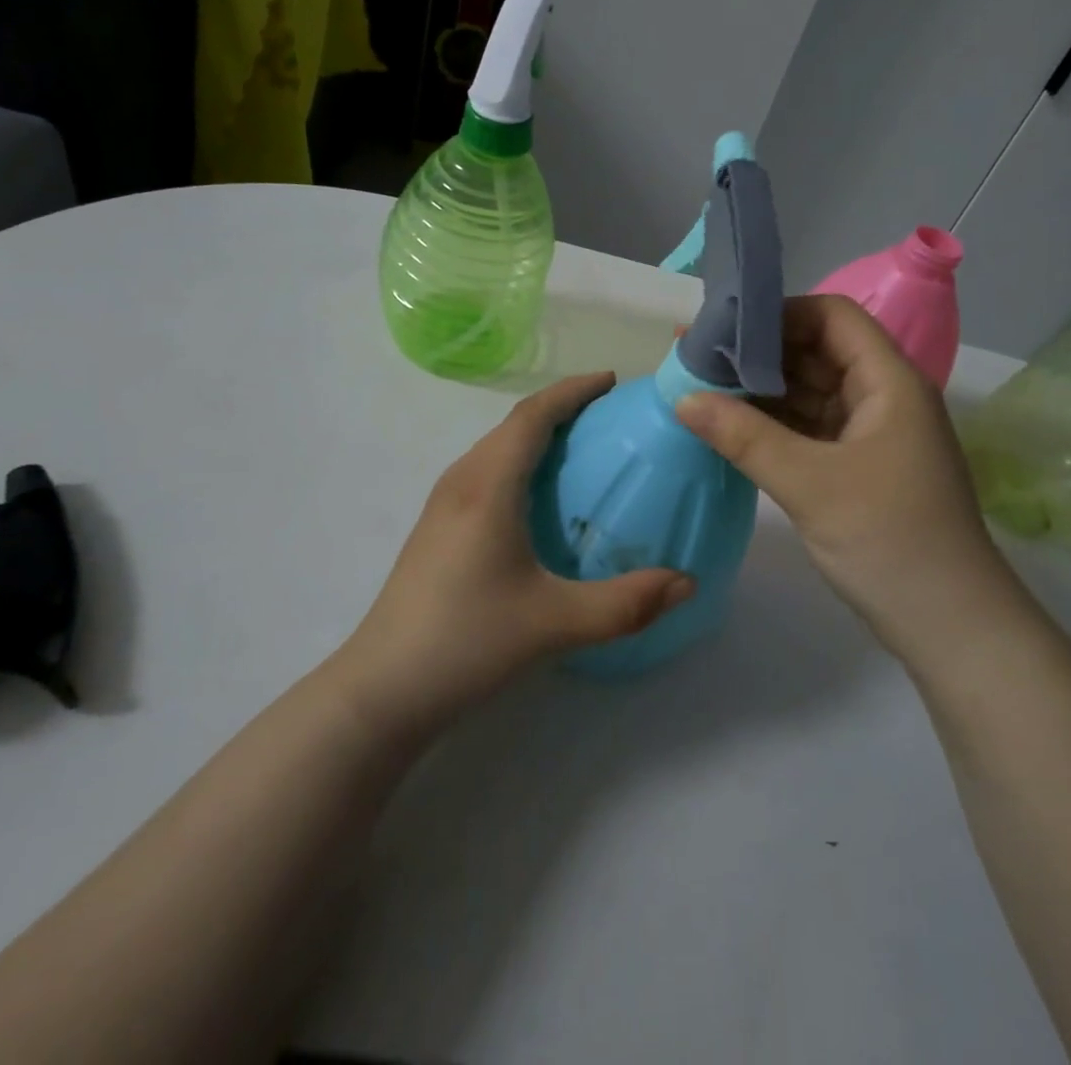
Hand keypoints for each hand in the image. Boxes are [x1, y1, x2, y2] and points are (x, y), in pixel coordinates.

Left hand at [338, 374, 693, 737]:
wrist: (383, 690)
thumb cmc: (468, 642)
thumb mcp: (555, 623)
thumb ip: (627, 603)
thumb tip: (688, 583)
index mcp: (488, 486)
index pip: (533, 415)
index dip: (573, 391)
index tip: (612, 381)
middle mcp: (462, 481)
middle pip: (514, 425)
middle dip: (561, 408)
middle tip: (609, 415)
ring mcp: (443, 504)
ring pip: (497, 448)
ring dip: (538, 435)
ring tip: (582, 448)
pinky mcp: (437, 528)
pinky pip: (486, 472)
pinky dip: (520, 462)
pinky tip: (540, 499)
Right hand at [677, 295, 1020, 653]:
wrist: (950, 626)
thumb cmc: (890, 540)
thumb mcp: (810, 484)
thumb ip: (744, 437)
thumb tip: (682, 398)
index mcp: (888, 381)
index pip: (832, 317)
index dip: (779, 314)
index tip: (724, 331)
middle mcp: (882, 397)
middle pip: (817, 352)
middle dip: (759, 354)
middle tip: (696, 359)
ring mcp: (871, 435)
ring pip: (810, 393)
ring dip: (761, 392)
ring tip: (701, 389)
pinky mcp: (858, 468)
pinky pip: (809, 429)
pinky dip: (773, 426)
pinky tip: (729, 428)